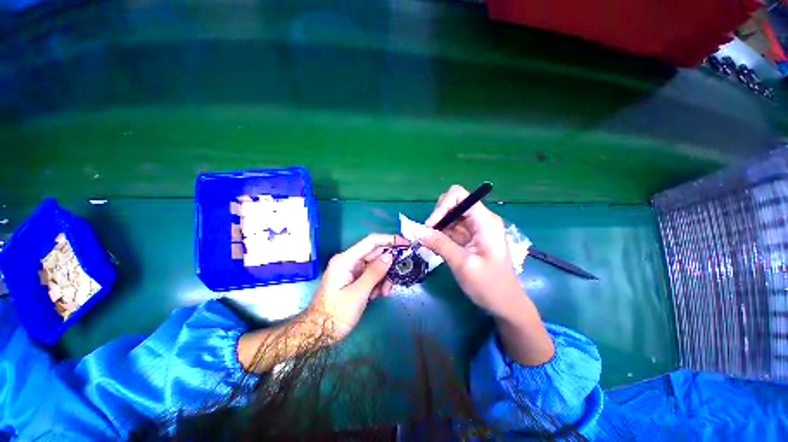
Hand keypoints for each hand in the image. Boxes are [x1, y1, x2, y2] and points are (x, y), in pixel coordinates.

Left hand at [238, 233, 407, 371]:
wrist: (319, 332)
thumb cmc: (336, 313)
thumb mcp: (358, 293)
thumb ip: (374, 273)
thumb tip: (390, 256)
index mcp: (346, 260)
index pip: (371, 241)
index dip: (390, 239)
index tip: (406, 243)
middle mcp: (349, 261)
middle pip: (375, 254)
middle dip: (389, 264)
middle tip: (401, 274)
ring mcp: (352, 270)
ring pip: (376, 266)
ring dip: (384, 277)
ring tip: (386, 291)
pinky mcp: (354, 278)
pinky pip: (371, 275)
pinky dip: (378, 283)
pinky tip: (379, 294)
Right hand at [416, 185, 553, 365]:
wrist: (505, 304)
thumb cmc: (489, 285)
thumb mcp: (462, 264)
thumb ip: (440, 244)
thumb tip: (417, 230)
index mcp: (485, 220)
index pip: (459, 196)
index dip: (442, 206)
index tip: (430, 226)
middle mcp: (480, 219)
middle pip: (453, 203)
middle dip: (438, 216)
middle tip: (428, 235)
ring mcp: (475, 228)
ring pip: (450, 216)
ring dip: (437, 226)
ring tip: (429, 243)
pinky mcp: (469, 237)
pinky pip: (451, 228)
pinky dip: (440, 234)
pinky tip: (435, 245)